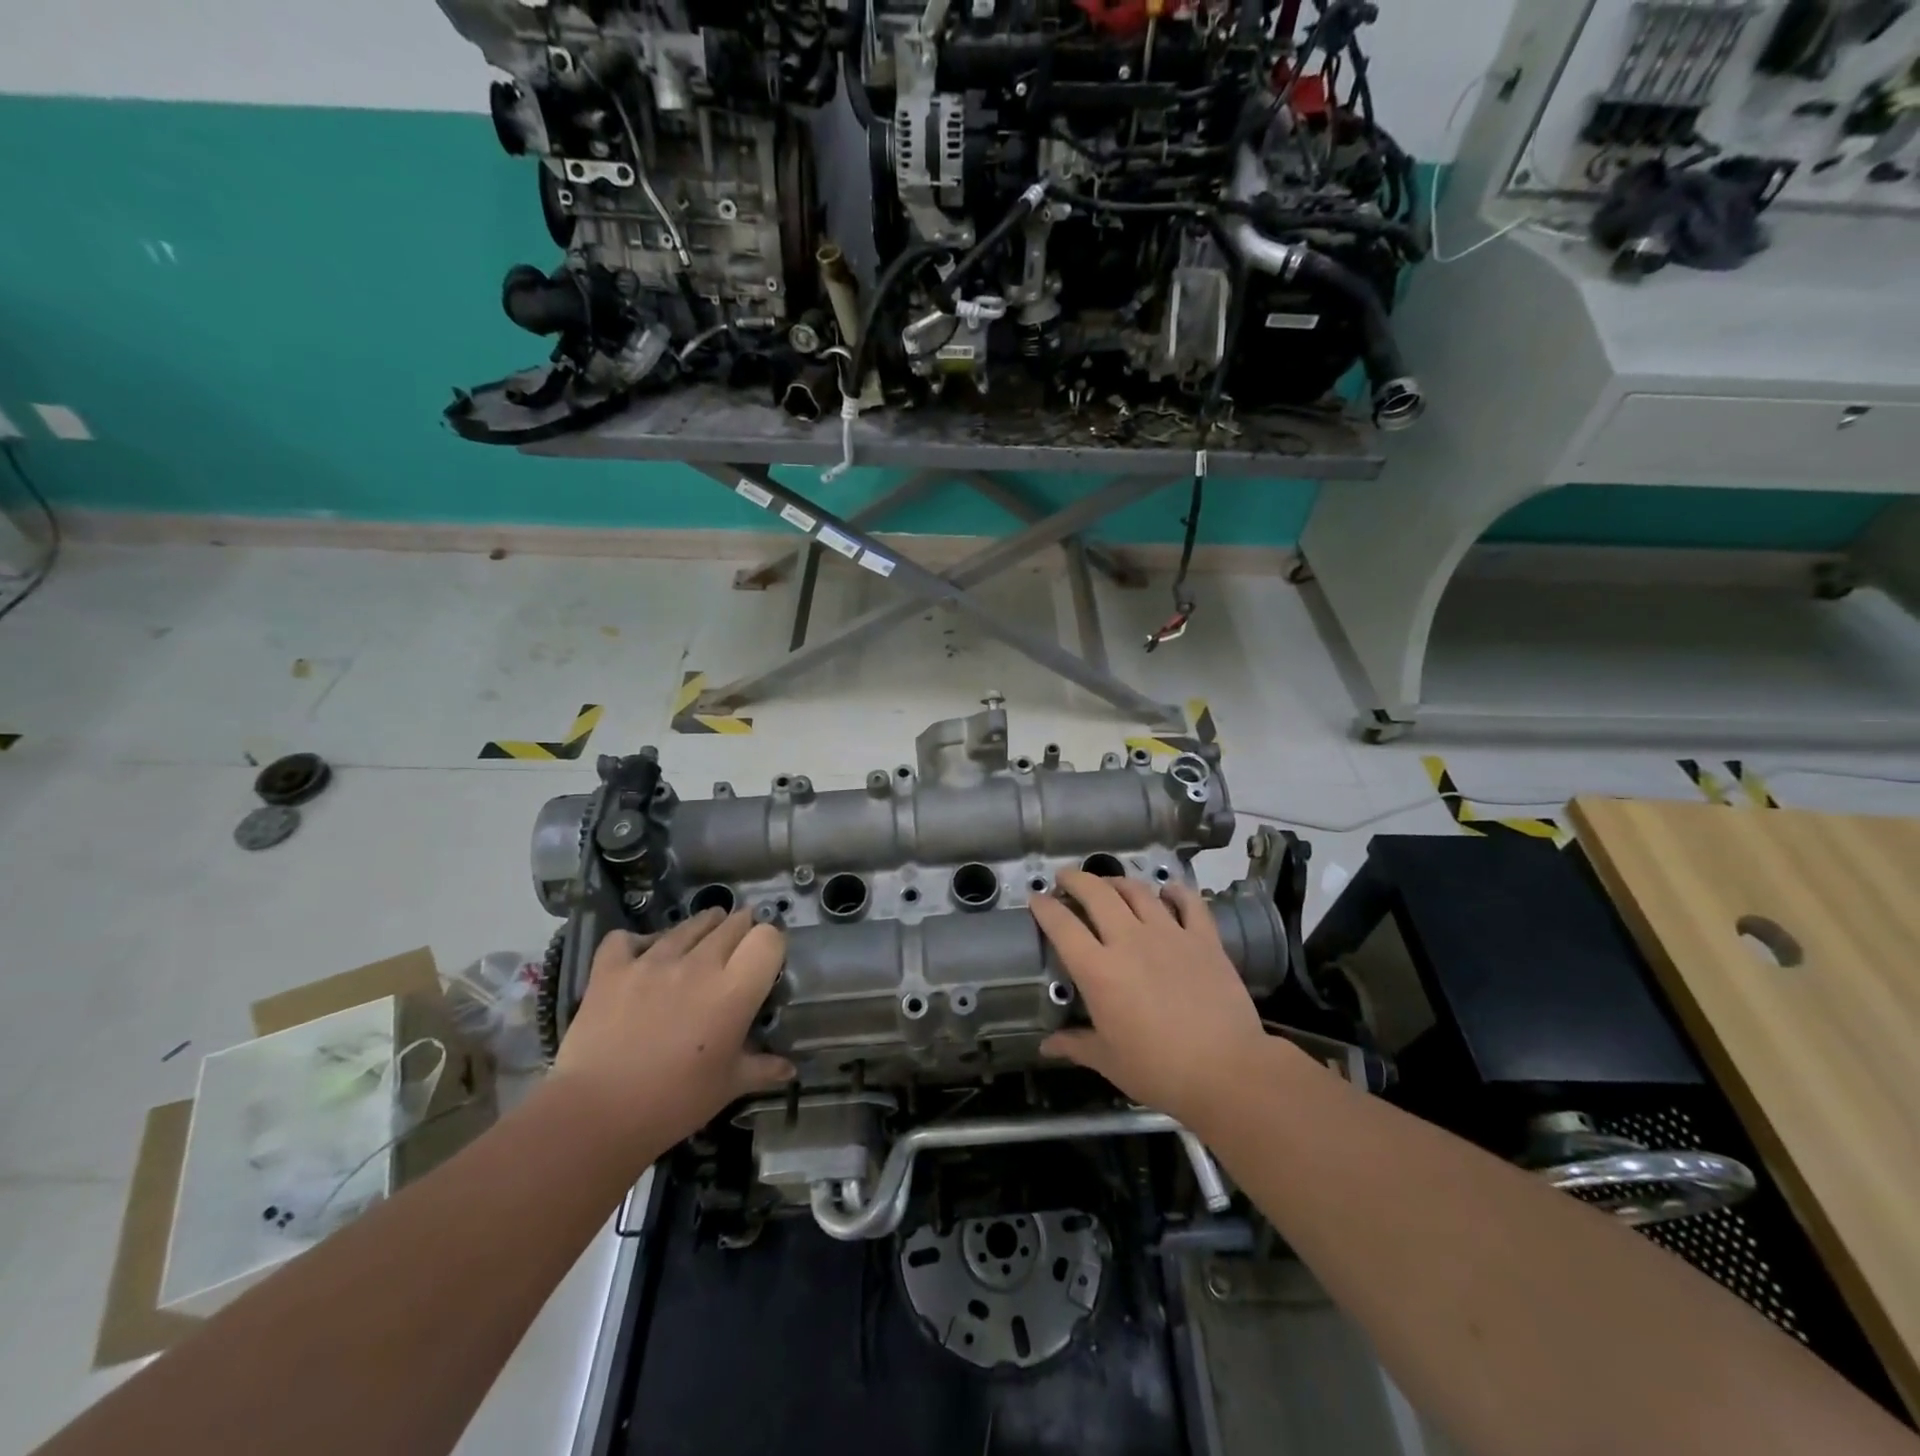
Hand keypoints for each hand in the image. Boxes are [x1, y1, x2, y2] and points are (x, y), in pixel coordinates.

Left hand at [551, 909, 794, 1157]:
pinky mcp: (611, 969)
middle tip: (739, 947)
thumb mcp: (729, 1086)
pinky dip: (637, 943)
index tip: (767, 960)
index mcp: (734, 990)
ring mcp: (652, 961)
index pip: (768, 938)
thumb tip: (790, 1068)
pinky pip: (627, 939)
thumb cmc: (675, 1103)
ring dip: (702, 926)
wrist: (597, 1115)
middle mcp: (698, 964)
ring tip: (704, 934)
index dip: (772, 944)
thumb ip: (762, 1068)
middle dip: (741, 929)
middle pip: (731, 924)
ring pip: (687, 925)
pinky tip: (642, 954)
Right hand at [1032, 869, 1279, 1129]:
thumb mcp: (1109, 1061)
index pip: (1062, 925)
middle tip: (1065, 878)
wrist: (1227, 1071)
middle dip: (1075, 879)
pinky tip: (1167, 890)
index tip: (1036, 899)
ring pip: (1137, 891)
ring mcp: (1169, 934)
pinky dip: (1175, 891)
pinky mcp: (1204, 938)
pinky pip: (1188, 902)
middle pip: (1097, 894)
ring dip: (1118, 882)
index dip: (1045, 907)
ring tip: (1109, 884)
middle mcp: (1129, 940)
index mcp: (1099, 970)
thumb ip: (1075, 1045)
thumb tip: (1046, 1046)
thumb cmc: (1159, 1070)